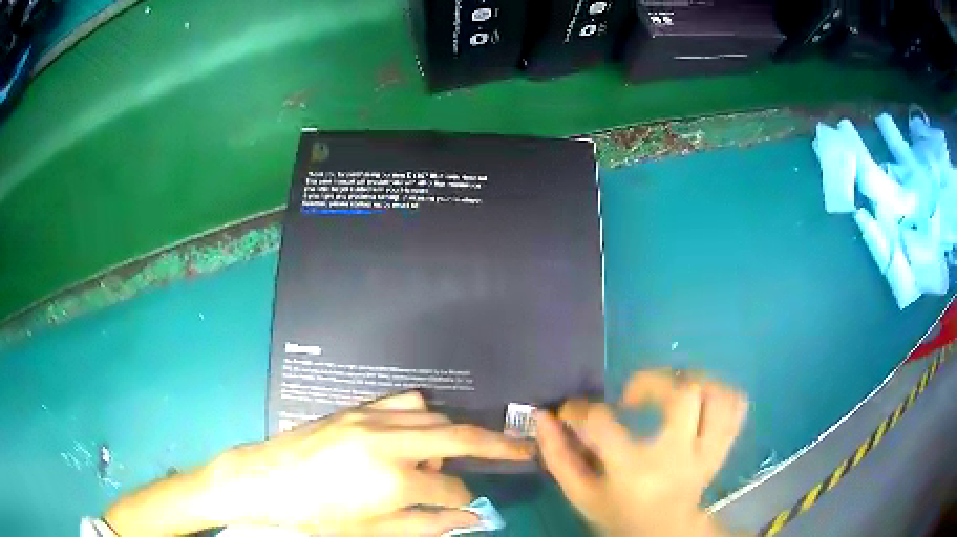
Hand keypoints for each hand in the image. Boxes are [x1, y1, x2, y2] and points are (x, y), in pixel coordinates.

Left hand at [106, 391, 532, 535]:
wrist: (266, 480)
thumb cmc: (317, 516)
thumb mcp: (371, 532)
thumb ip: (425, 526)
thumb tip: (469, 521)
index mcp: (392, 481)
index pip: (450, 489)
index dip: (466, 502)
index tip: (473, 508)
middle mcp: (389, 443)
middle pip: (459, 440)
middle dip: (498, 447)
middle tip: (524, 449)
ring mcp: (373, 420)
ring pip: (436, 418)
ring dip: (459, 433)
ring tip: (471, 447)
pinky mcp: (358, 409)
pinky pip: (405, 401)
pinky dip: (426, 414)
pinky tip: (426, 427)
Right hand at [535, 370, 747, 536]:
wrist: (664, 531)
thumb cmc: (618, 513)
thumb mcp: (581, 495)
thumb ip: (559, 457)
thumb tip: (544, 417)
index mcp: (634, 471)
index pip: (603, 425)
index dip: (580, 410)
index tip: (573, 411)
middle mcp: (678, 456)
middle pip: (683, 395)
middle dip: (653, 382)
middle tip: (633, 395)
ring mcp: (707, 451)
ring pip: (717, 395)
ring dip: (693, 382)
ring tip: (670, 391)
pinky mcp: (723, 447)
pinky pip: (736, 407)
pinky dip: (721, 394)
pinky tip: (699, 400)